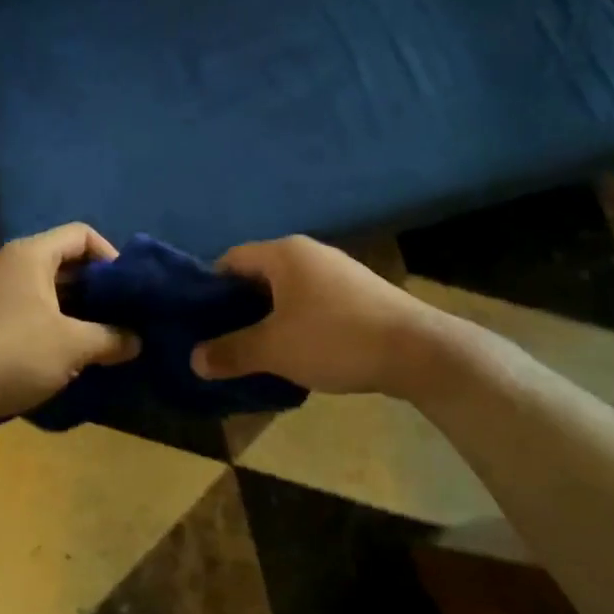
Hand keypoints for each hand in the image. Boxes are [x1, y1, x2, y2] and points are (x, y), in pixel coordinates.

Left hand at [0, 224, 139, 426]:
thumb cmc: (13, 353)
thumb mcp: (72, 346)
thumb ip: (111, 338)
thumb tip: (138, 340)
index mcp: (32, 255)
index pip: (82, 234)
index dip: (111, 255)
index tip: (129, 289)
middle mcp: (15, 264)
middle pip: (68, 262)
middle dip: (99, 287)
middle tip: (126, 314)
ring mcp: (1, 293)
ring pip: (53, 290)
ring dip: (81, 310)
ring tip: (108, 336)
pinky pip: (36, 311)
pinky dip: (59, 325)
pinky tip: (76, 353)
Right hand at [191, 236, 442, 397]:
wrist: (418, 350)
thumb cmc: (335, 339)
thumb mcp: (274, 349)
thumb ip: (231, 352)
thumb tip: (194, 359)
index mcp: (284, 254)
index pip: (231, 259)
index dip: (210, 288)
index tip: (199, 321)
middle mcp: (310, 253)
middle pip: (259, 275)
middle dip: (238, 307)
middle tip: (221, 340)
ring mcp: (338, 272)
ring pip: (287, 292)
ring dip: (268, 318)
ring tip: (255, 351)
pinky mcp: (359, 295)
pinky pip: (312, 303)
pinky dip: (296, 323)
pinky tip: (296, 352)